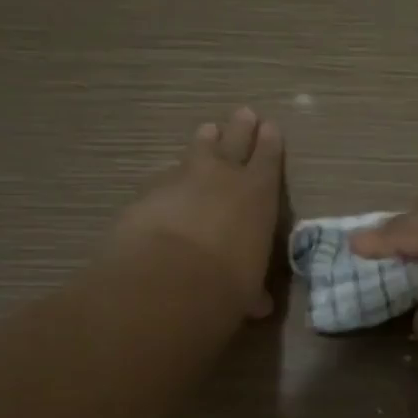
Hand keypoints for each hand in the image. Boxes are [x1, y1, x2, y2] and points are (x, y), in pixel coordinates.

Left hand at [114, 107, 283, 318]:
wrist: (169, 278)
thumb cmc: (228, 283)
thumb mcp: (248, 288)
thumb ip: (252, 289)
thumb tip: (258, 304)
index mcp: (258, 193)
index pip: (268, 159)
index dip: (270, 143)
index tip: (270, 127)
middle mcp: (223, 176)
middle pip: (233, 142)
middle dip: (240, 128)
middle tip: (243, 113)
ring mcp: (182, 179)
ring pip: (196, 151)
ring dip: (203, 142)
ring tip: (207, 130)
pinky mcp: (148, 192)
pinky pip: (163, 179)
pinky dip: (169, 181)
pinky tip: (166, 185)